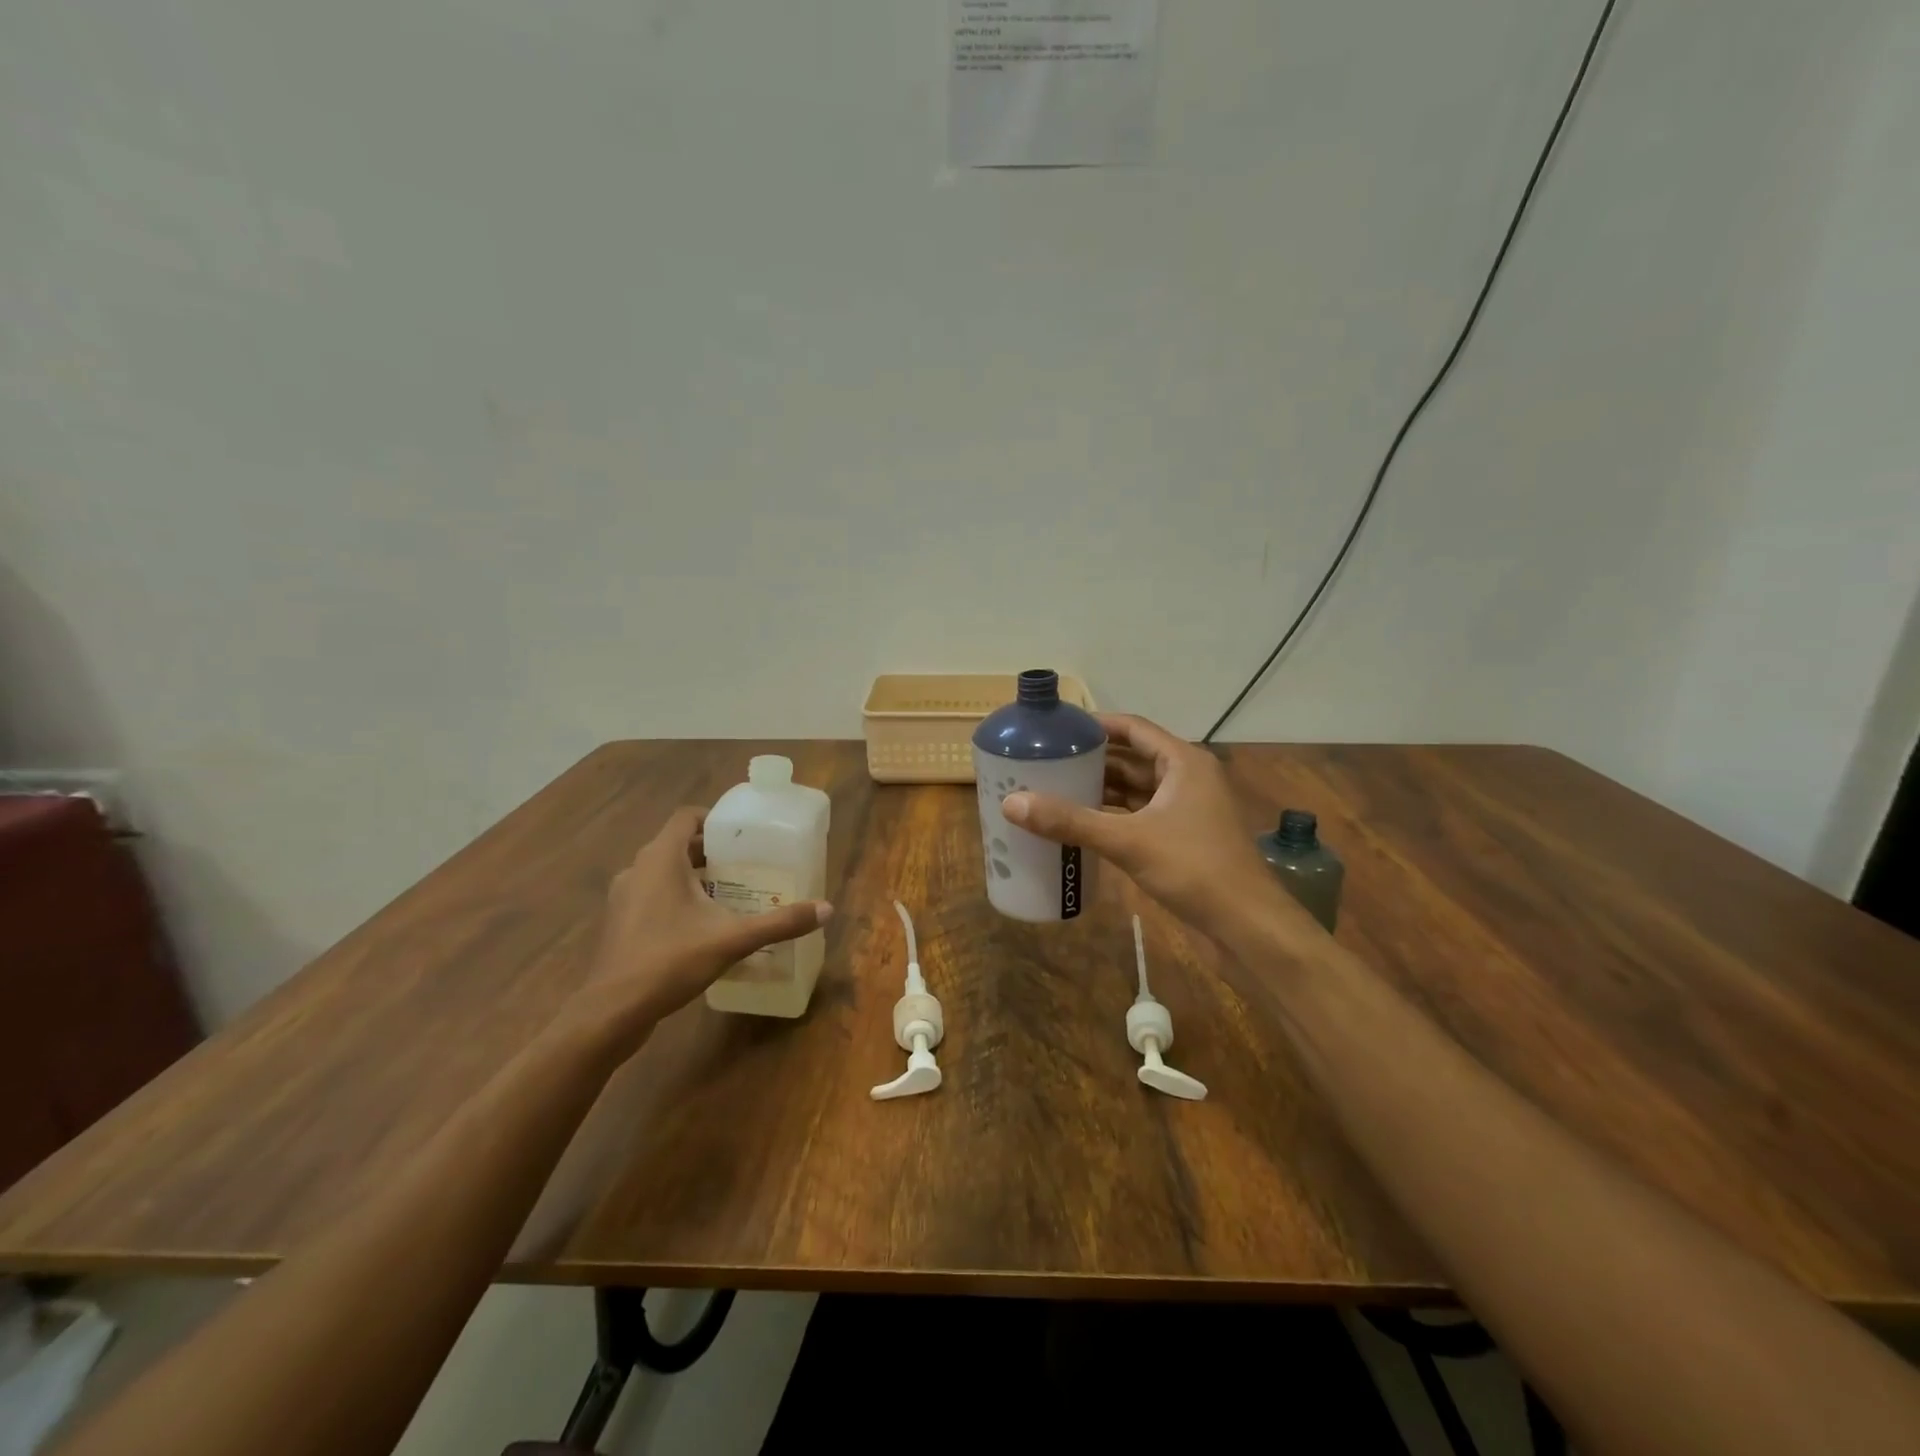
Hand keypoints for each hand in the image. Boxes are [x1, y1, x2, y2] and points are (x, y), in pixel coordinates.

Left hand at [577, 807, 831, 1039]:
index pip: (687, 817)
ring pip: (663, 871)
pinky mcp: (619, 922)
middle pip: (678, 844)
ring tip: (729, 893)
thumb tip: (827, 910)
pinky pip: (652, 895)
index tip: (744, 835)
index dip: (715, 819)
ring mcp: (623, 897)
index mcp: (661, 858)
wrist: (612, 1012)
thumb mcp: (733, 939)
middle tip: (747, 865)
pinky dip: (676, 898)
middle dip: (712, 851)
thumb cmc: (670, 961)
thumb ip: (779, 923)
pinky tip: (701, 925)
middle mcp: (638, 869)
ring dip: (694, 876)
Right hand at [1001, 713, 1307, 939]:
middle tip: (1046, 760)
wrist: (1246, 925)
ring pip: (1136, 789)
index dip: (1096, 724)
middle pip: (1132, 758)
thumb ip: (1071, 821)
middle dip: (1092, 759)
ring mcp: (1186, 810)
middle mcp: (1186, 778)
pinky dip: (1112, 816)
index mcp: (1183, 762)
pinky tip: (1081, 823)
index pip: (1134, 728)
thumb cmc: (1194, 868)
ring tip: (1054, 788)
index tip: (1058, 728)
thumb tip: (1012, 803)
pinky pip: (1140, 815)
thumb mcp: (1128, 841)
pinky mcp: (1182, 838)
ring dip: (1101, 789)